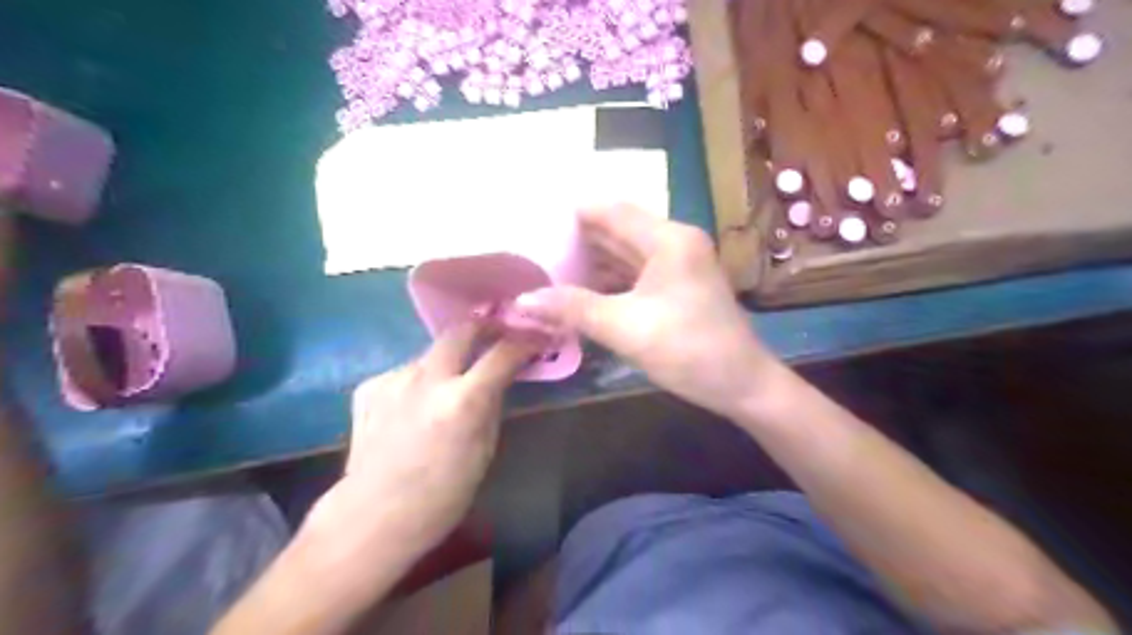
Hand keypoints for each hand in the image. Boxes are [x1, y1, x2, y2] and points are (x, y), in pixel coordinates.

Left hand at [304, 325, 536, 557]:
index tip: (537, 338)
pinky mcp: (369, 386)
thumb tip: (498, 380)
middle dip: (487, 327)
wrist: (373, 516)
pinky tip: (416, 405)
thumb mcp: (484, 451)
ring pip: (432, 352)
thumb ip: (492, 406)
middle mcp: (427, 379)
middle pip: (462, 330)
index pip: (503, 352)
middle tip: (499, 335)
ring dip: (450, 359)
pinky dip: (420, 381)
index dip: (526, 341)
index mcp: (463, 401)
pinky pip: (406, 372)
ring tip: (452, 382)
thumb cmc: (442, 495)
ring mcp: (394, 378)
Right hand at [517, 205, 775, 418]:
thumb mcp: (625, 328)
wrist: (742, 385)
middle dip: (577, 240)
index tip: (535, 222)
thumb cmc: (688, 350)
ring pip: (625, 254)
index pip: (611, 211)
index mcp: (667, 240)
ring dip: (591, 263)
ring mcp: (678, 266)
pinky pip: (635, 275)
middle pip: (617, 231)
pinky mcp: (677, 288)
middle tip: (534, 249)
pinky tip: (580, 291)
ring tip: (548, 269)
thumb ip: (573, 308)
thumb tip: (523, 300)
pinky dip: (608, 281)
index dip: (572, 214)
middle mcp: (674, 243)